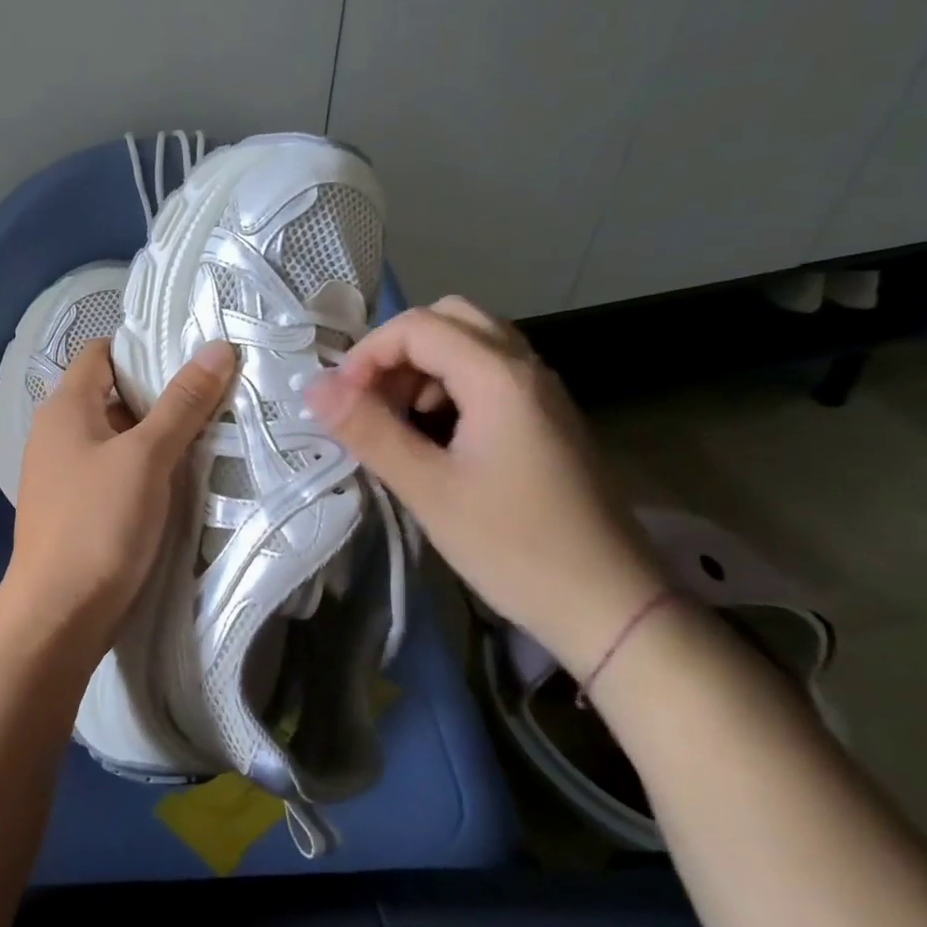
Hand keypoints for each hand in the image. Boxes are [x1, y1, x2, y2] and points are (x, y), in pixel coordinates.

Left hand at [0, 337, 235, 656]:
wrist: (57, 617)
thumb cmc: (98, 524)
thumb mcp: (147, 457)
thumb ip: (183, 403)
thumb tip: (218, 348)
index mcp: (65, 407)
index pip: (101, 353)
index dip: (143, 348)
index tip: (192, 355)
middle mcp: (57, 432)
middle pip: (112, 393)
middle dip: (160, 393)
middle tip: (213, 394)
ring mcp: (62, 472)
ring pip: (116, 435)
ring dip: (156, 433)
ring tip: (208, 432)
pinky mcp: (75, 507)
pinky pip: (113, 470)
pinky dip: (143, 466)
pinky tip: (178, 478)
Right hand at [303, 297, 662, 676]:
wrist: (612, 607)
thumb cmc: (515, 547)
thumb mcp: (429, 489)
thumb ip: (369, 431)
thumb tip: (313, 388)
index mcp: (499, 377)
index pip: (418, 327)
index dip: (368, 354)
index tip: (340, 402)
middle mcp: (526, 369)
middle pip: (450, 319)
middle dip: (398, 351)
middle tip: (371, 400)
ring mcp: (542, 393)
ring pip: (472, 345)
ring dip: (424, 368)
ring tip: (399, 423)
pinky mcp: (548, 420)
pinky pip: (491, 375)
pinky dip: (451, 387)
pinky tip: (437, 438)